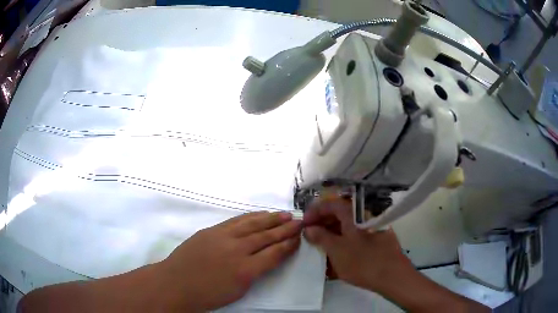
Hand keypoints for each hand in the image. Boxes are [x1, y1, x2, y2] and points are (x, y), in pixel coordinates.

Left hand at [159, 211, 302, 311]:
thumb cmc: (207, 295)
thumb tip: (265, 258)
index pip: (274, 254)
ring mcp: (223, 237)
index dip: (288, 245)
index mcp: (246, 270)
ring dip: (270, 219)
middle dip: (285, 229)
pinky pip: (235, 221)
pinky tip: (259, 215)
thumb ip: (254, 273)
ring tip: (285, 214)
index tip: (299, 238)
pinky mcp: (212, 230)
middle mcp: (237, 250)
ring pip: (252, 224)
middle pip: (266, 236)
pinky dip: (250, 217)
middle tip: (299, 222)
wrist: (176, 284)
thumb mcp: (237, 291)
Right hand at [303, 198, 413, 292]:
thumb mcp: (337, 250)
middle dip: (323, 224)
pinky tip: (337, 256)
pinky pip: (357, 236)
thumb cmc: (363, 262)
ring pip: (348, 226)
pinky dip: (344, 242)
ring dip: (333, 234)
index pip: (331, 204)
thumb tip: (309, 228)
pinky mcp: (377, 239)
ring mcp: (372, 228)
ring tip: (321, 248)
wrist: (393, 276)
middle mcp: (364, 216)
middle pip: (340, 214)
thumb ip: (321, 237)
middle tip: (310, 236)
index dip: (315, 211)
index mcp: (354, 214)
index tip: (304, 223)